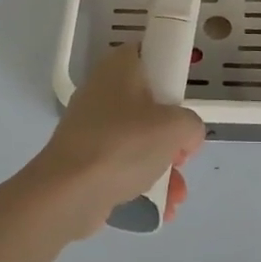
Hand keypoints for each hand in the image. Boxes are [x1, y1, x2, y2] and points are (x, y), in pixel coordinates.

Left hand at [24, 46, 206, 237]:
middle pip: (149, 103)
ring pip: (139, 137)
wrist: (67, 193)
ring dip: (163, 165)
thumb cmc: (123, 144)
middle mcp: (102, 89)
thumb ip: (192, 124)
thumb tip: (186, 137)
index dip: (173, 76)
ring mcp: (91, 125)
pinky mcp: (85, 157)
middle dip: (172, 134)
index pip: (151, 55)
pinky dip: (142, 180)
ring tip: (176, 193)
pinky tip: (162, 206)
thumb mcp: (175, 127)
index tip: (184, 103)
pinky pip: (123, 162)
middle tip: (182, 153)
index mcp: (120, 67)